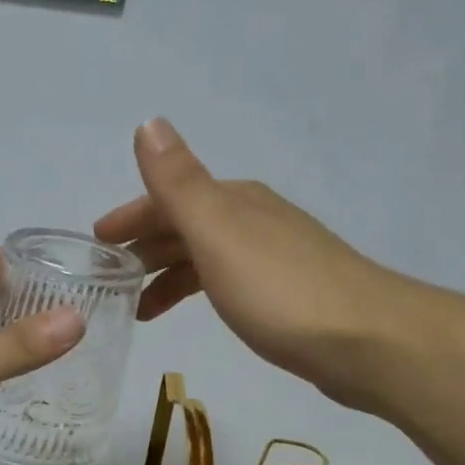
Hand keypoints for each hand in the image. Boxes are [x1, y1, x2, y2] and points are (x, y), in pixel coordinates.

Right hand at [93, 118, 411, 408]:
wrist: (368, 341)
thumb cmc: (280, 290)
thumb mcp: (218, 233)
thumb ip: (179, 184)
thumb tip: (148, 122)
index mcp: (234, 202)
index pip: (168, 198)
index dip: (130, 217)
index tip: (96, 242)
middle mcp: (254, 220)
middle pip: (185, 226)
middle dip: (143, 248)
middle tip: (107, 281)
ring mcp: (274, 257)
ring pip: (204, 257)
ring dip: (167, 275)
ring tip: (137, 309)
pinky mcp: (287, 295)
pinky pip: (224, 282)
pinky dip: (197, 291)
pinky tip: (194, 313)